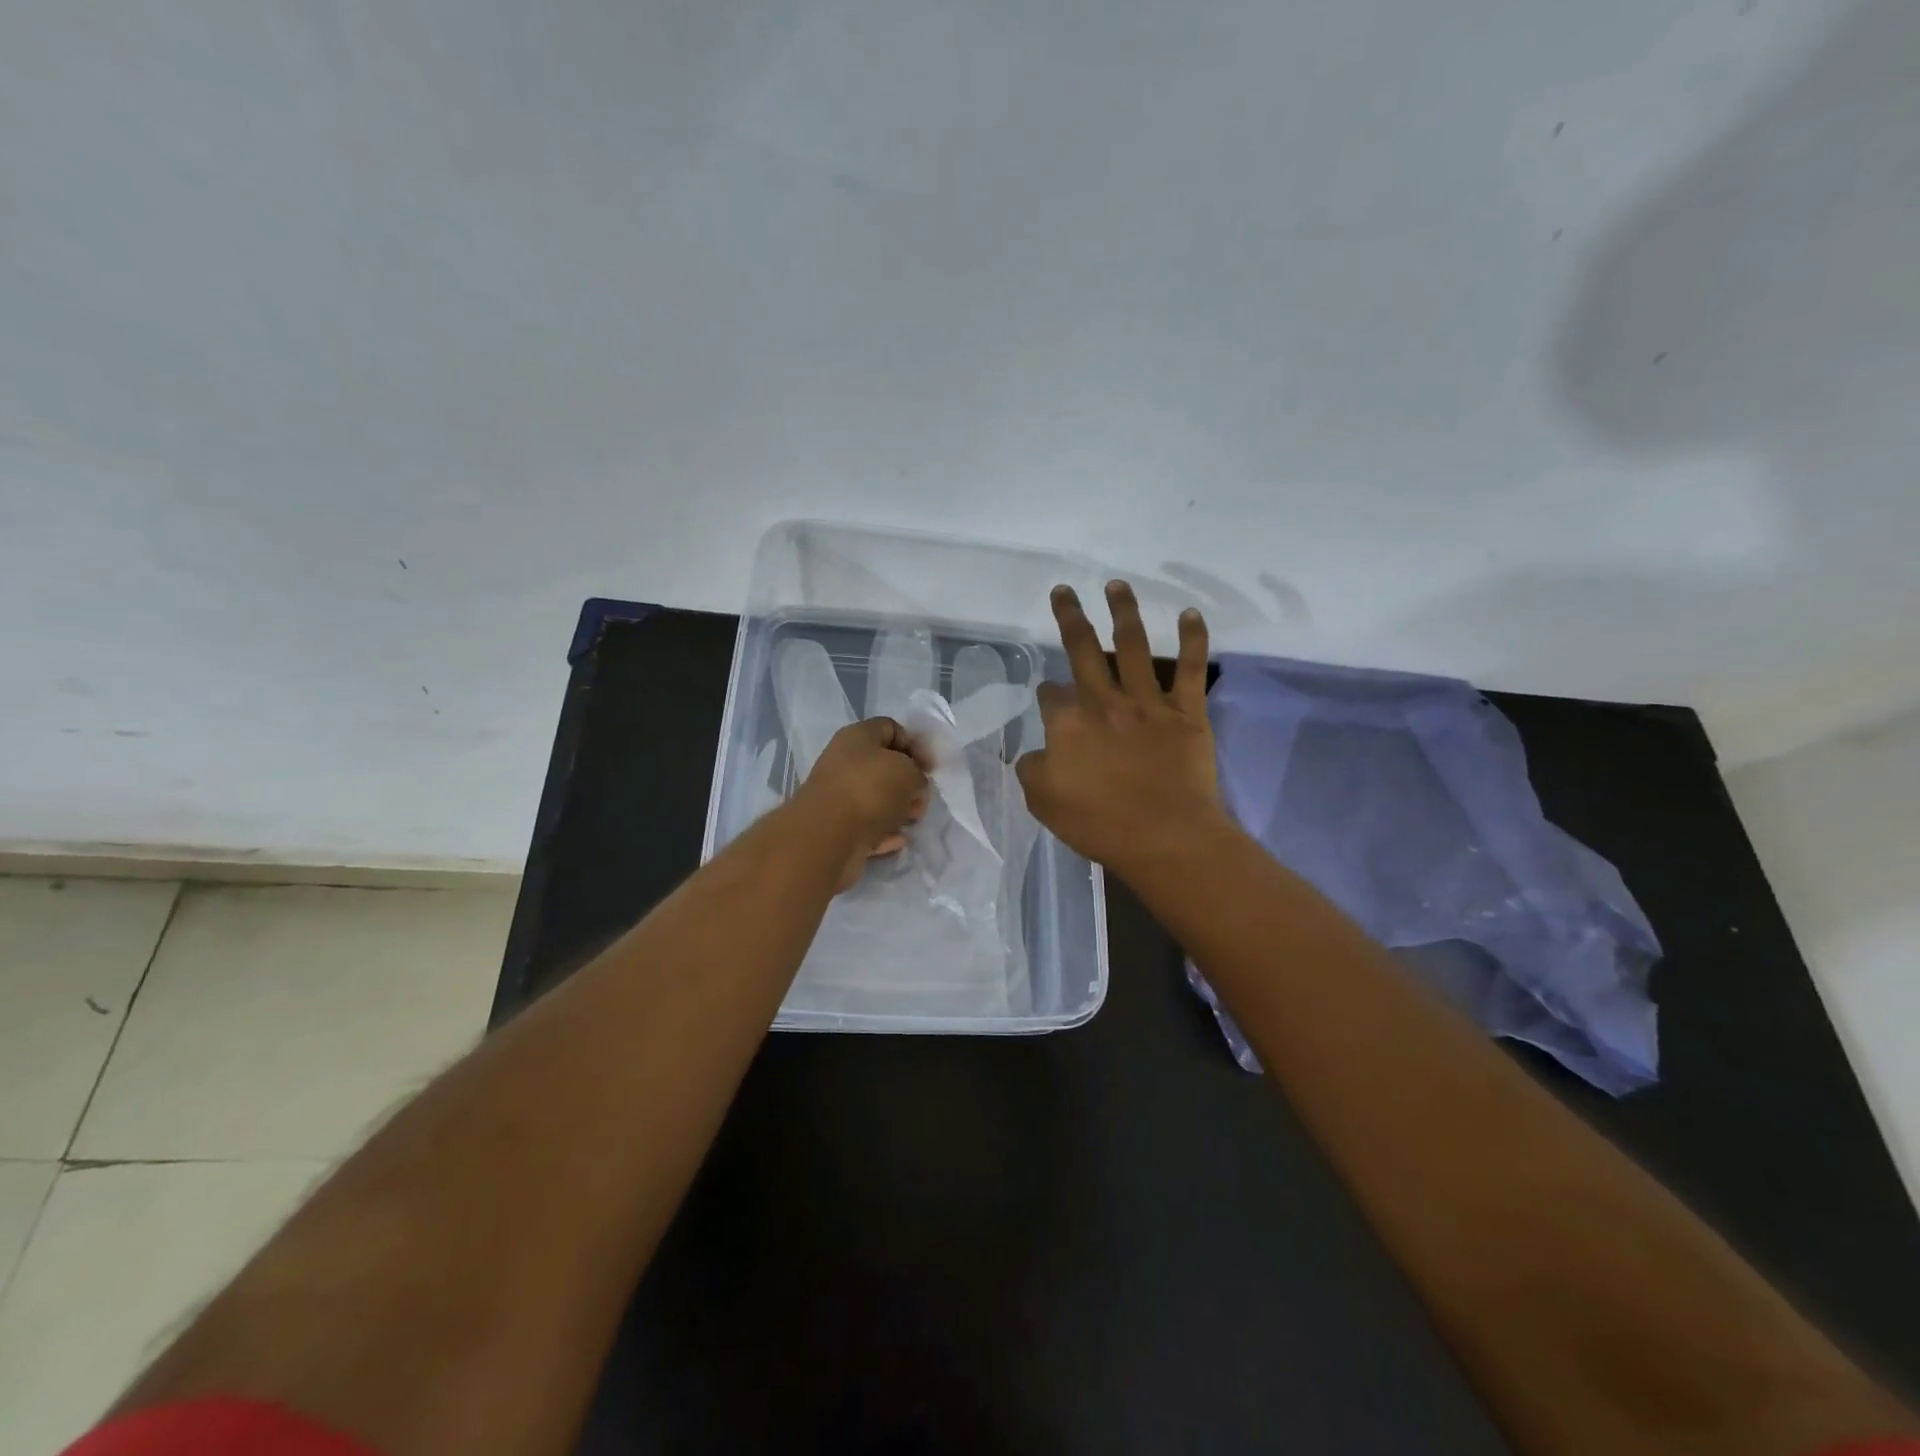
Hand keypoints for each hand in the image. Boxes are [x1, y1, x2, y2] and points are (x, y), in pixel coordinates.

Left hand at [793, 717, 929, 890]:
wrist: (827, 837)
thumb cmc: (871, 790)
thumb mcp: (910, 772)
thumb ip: (918, 774)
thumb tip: (912, 787)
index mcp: (858, 737)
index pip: (891, 728)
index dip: (915, 745)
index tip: (930, 769)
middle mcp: (844, 762)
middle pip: (884, 766)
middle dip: (908, 783)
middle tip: (921, 798)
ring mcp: (838, 796)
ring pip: (876, 798)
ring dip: (898, 809)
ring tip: (912, 820)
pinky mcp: (837, 828)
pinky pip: (867, 826)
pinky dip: (884, 832)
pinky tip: (898, 840)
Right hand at [1015, 581, 1227, 880]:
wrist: (1164, 837)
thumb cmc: (1099, 823)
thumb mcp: (1042, 802)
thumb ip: (1033, 769)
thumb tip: (1037, 752)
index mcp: (1067, 724)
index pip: (1051, 695)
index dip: (1048, 694)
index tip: (1050, 699)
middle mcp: (1104, 702)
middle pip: (1083, 650)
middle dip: (1070, 617)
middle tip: (1064, 591)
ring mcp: (1148, 703)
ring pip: (1134, 646)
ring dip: (1124, 611)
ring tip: (1117, 585)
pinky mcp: (1186, 712)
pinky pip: (1191, 669)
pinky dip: (1193, 639)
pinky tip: (1190, 614)